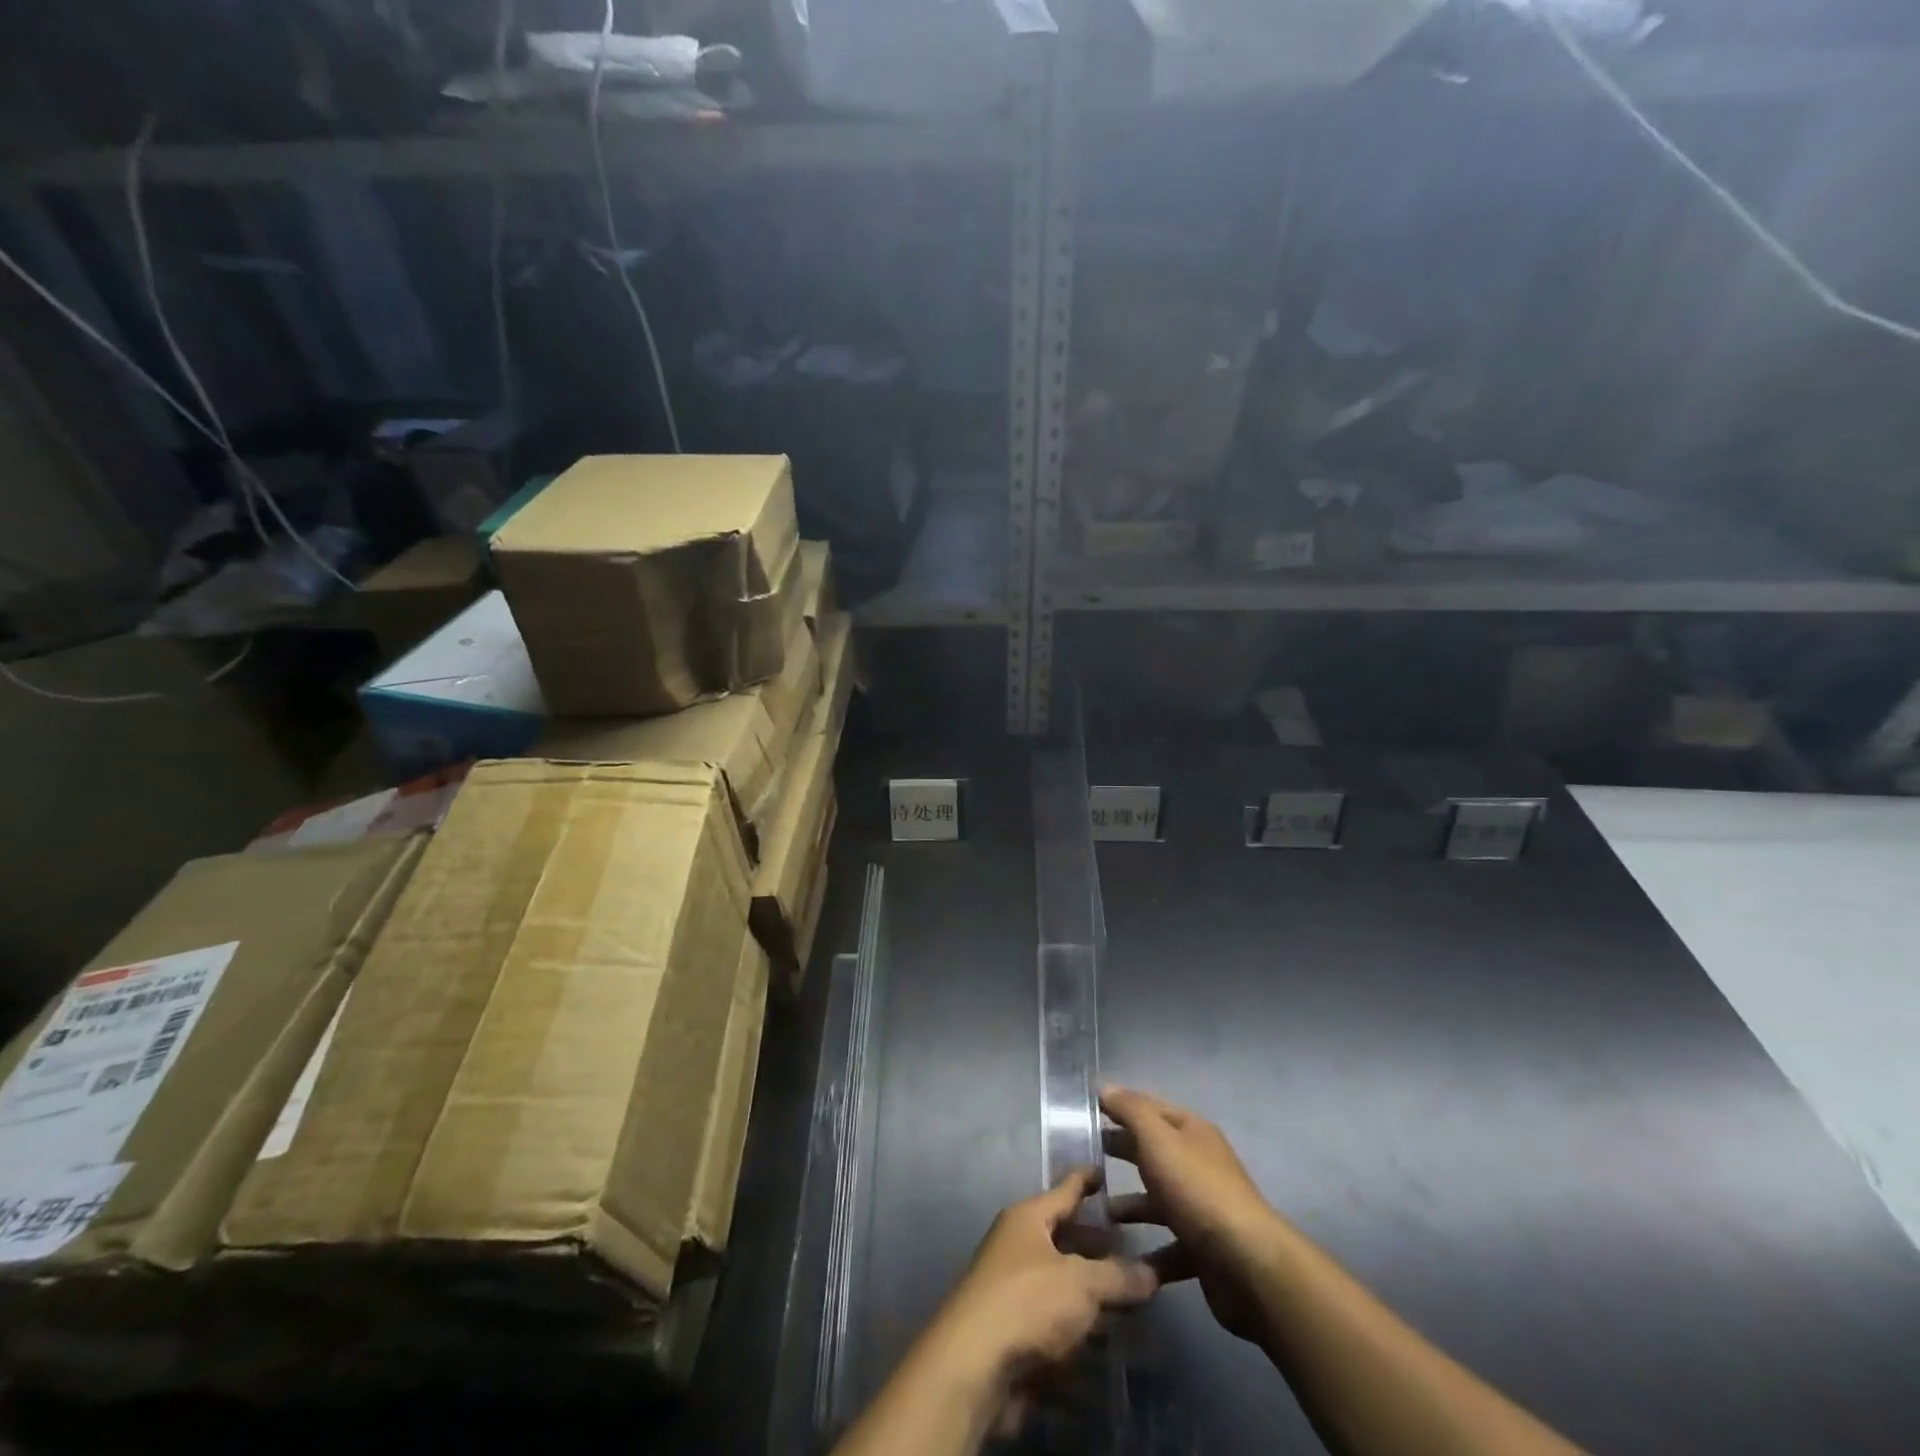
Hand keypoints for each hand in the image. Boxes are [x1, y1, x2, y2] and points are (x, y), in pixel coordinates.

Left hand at [931, 1168, 1159, 1387]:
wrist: (974, 1366)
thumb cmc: (1027, 1303)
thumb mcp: (1081, 1283)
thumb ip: (1118, 1277)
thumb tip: (1152, 1272)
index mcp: (1028, 1218)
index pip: (1064, 1190)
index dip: (1086, 1180)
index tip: (1105, 1170)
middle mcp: (1018, 1246)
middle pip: (1063, 1237)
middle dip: (1096, 1244)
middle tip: (1133, 1247)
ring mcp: (1014, 1290)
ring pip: (1061, 1281)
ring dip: (1091, 1290)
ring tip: (1130, 1296)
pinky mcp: (1016, 1332)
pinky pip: (1055, 1320)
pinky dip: (1079, 1327)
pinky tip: (1107, 1339)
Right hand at [1101, 1085, 1283, 1343]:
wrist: (1245, 1265)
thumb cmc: (1197, 1189)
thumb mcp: (1158, 1139)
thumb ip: (1131, 1111)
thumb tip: (1106, 1088)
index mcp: (1192, 1132)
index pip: (1150, 1108)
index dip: (1121, 1105)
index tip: (1087, 1111)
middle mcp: (1198, 1164)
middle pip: (1153, 1151)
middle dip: (1122, 1150)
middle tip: (1085, 1156)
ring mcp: (1201, 1209)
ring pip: (1157, 1200)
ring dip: (1129, 1204)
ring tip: (1096, 1211)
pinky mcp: (1202, 1250)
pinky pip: (1166, 1244)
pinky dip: (1144, 1249)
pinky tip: (1119, 1255)